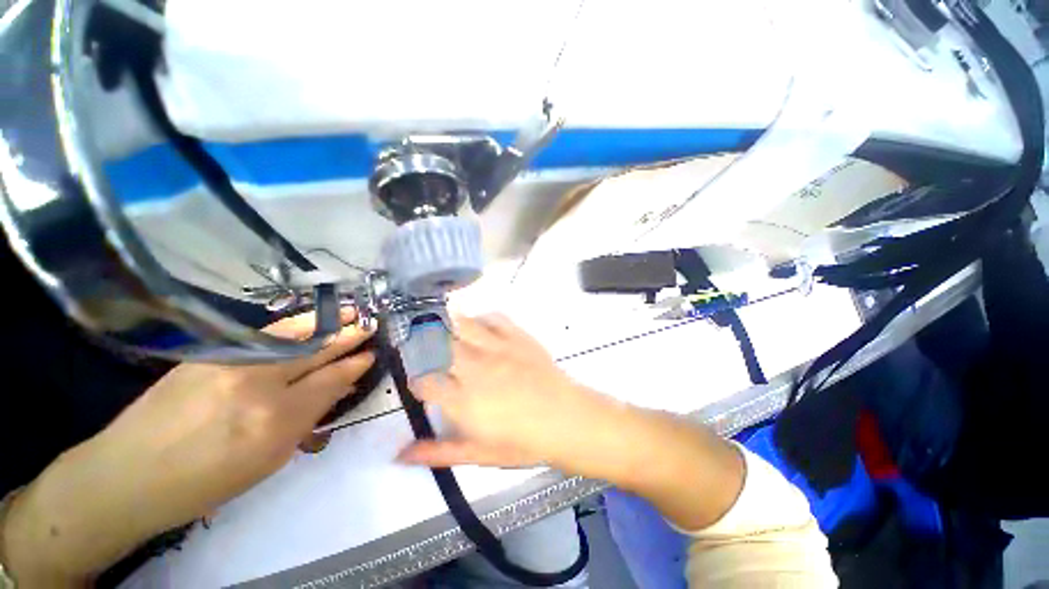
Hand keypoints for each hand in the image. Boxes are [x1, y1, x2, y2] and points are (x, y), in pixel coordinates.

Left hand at [2, 311, 374, 584]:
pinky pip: (264, 335)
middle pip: (316, 351)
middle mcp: (258, 382)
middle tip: (371, 324)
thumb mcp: (268, 460)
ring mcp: (230, 362)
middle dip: (348, 336)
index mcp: (276, 419)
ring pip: (292, 334)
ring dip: (325, 322)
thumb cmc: (206, 481)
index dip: (354, 365)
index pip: (330, 380)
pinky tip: (308, 321)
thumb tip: (335, 388)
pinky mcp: (210, 353)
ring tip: (350, 311)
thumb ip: (306, 418)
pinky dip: (294, 326)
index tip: (372, 353)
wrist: (130, 474)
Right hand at [398, 315, 627, 474]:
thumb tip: (401, 454)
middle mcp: (475, 368)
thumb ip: (438, 452)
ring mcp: (497, 348)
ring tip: (444, 329)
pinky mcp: (517, 336)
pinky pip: (494, 317)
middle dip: (425, 346)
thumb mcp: (479, 455)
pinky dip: (482, 318)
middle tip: (425, 351)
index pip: (425, 382)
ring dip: (449, 325)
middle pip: (437, 346)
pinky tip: (480, 326)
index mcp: (463, 400)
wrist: (567, 418)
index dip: (417, 381)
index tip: (421, 384)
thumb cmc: (524, 442)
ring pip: (462, 325)